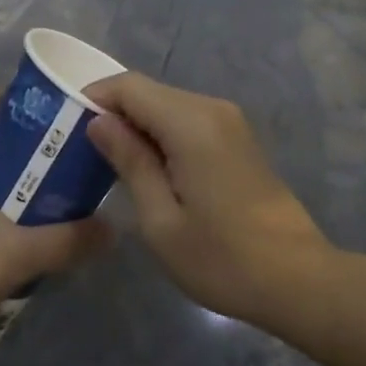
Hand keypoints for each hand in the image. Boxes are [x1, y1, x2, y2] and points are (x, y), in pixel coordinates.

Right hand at [86, 73, 338, 340]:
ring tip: (111, 163)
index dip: (95, 97)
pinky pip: (188, 120)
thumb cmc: (222, 258)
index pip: (129, 86)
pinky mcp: (237, 138)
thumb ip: (129, 162)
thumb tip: (99, 122)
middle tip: (83, 151)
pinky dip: (162, 134)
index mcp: (190, 122)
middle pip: (149, 92)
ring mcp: (229, 120)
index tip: (67, 126)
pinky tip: (150, 169)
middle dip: (114, 113)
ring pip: (168, 105)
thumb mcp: (161, 220)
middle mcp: (211, 108)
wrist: (298, 279)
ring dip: (138, 125)